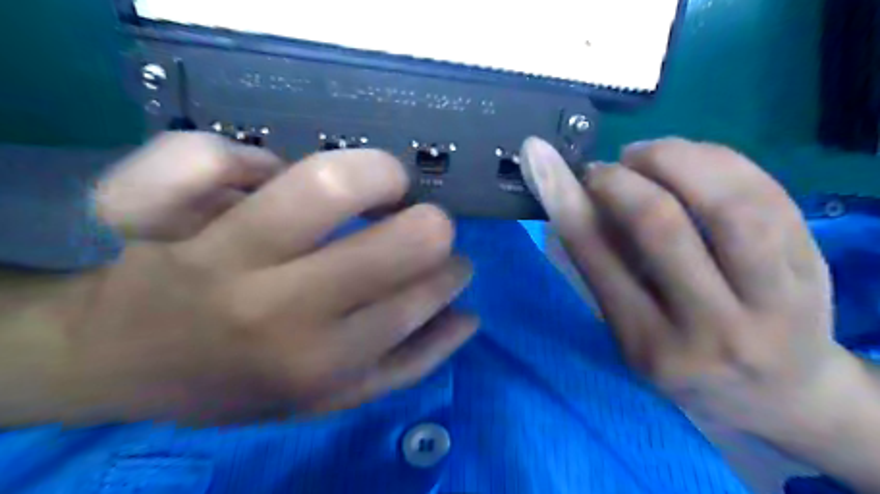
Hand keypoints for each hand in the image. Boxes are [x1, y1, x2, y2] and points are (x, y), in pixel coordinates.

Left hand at [0, 134, 479, 423]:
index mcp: (325, 359)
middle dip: (432, 224)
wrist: (126, 367)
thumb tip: (469, 317)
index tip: (451, 264)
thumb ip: (412, 362)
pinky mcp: (161, 218)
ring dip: (376, 173)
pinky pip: (204, 159)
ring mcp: (221, 256)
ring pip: (326, 185)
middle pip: (399, 242)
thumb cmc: (245, 382)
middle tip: (418, 220)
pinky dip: (238, 155)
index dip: (451, 271)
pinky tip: (259, 175)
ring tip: (377, 183)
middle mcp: (281, 309)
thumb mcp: (337, 396)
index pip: (422, 296)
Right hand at [517, 137, 863, 437]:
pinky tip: (690, 159)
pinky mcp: (814, 268)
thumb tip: (575, 201)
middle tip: (604, 169)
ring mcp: (774, 298)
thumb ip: (602, 271)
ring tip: (645, 156)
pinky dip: (718, 159)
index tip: (541, 158)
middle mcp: (712, 327)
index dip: (564, 198)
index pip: (597, 258)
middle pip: (661, 225)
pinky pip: (768, 193)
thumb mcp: (630, 335)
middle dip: (619, 179)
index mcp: (650, 344)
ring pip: (727, 202)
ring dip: (673, 159)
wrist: (781, 394)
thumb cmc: (685, 365)